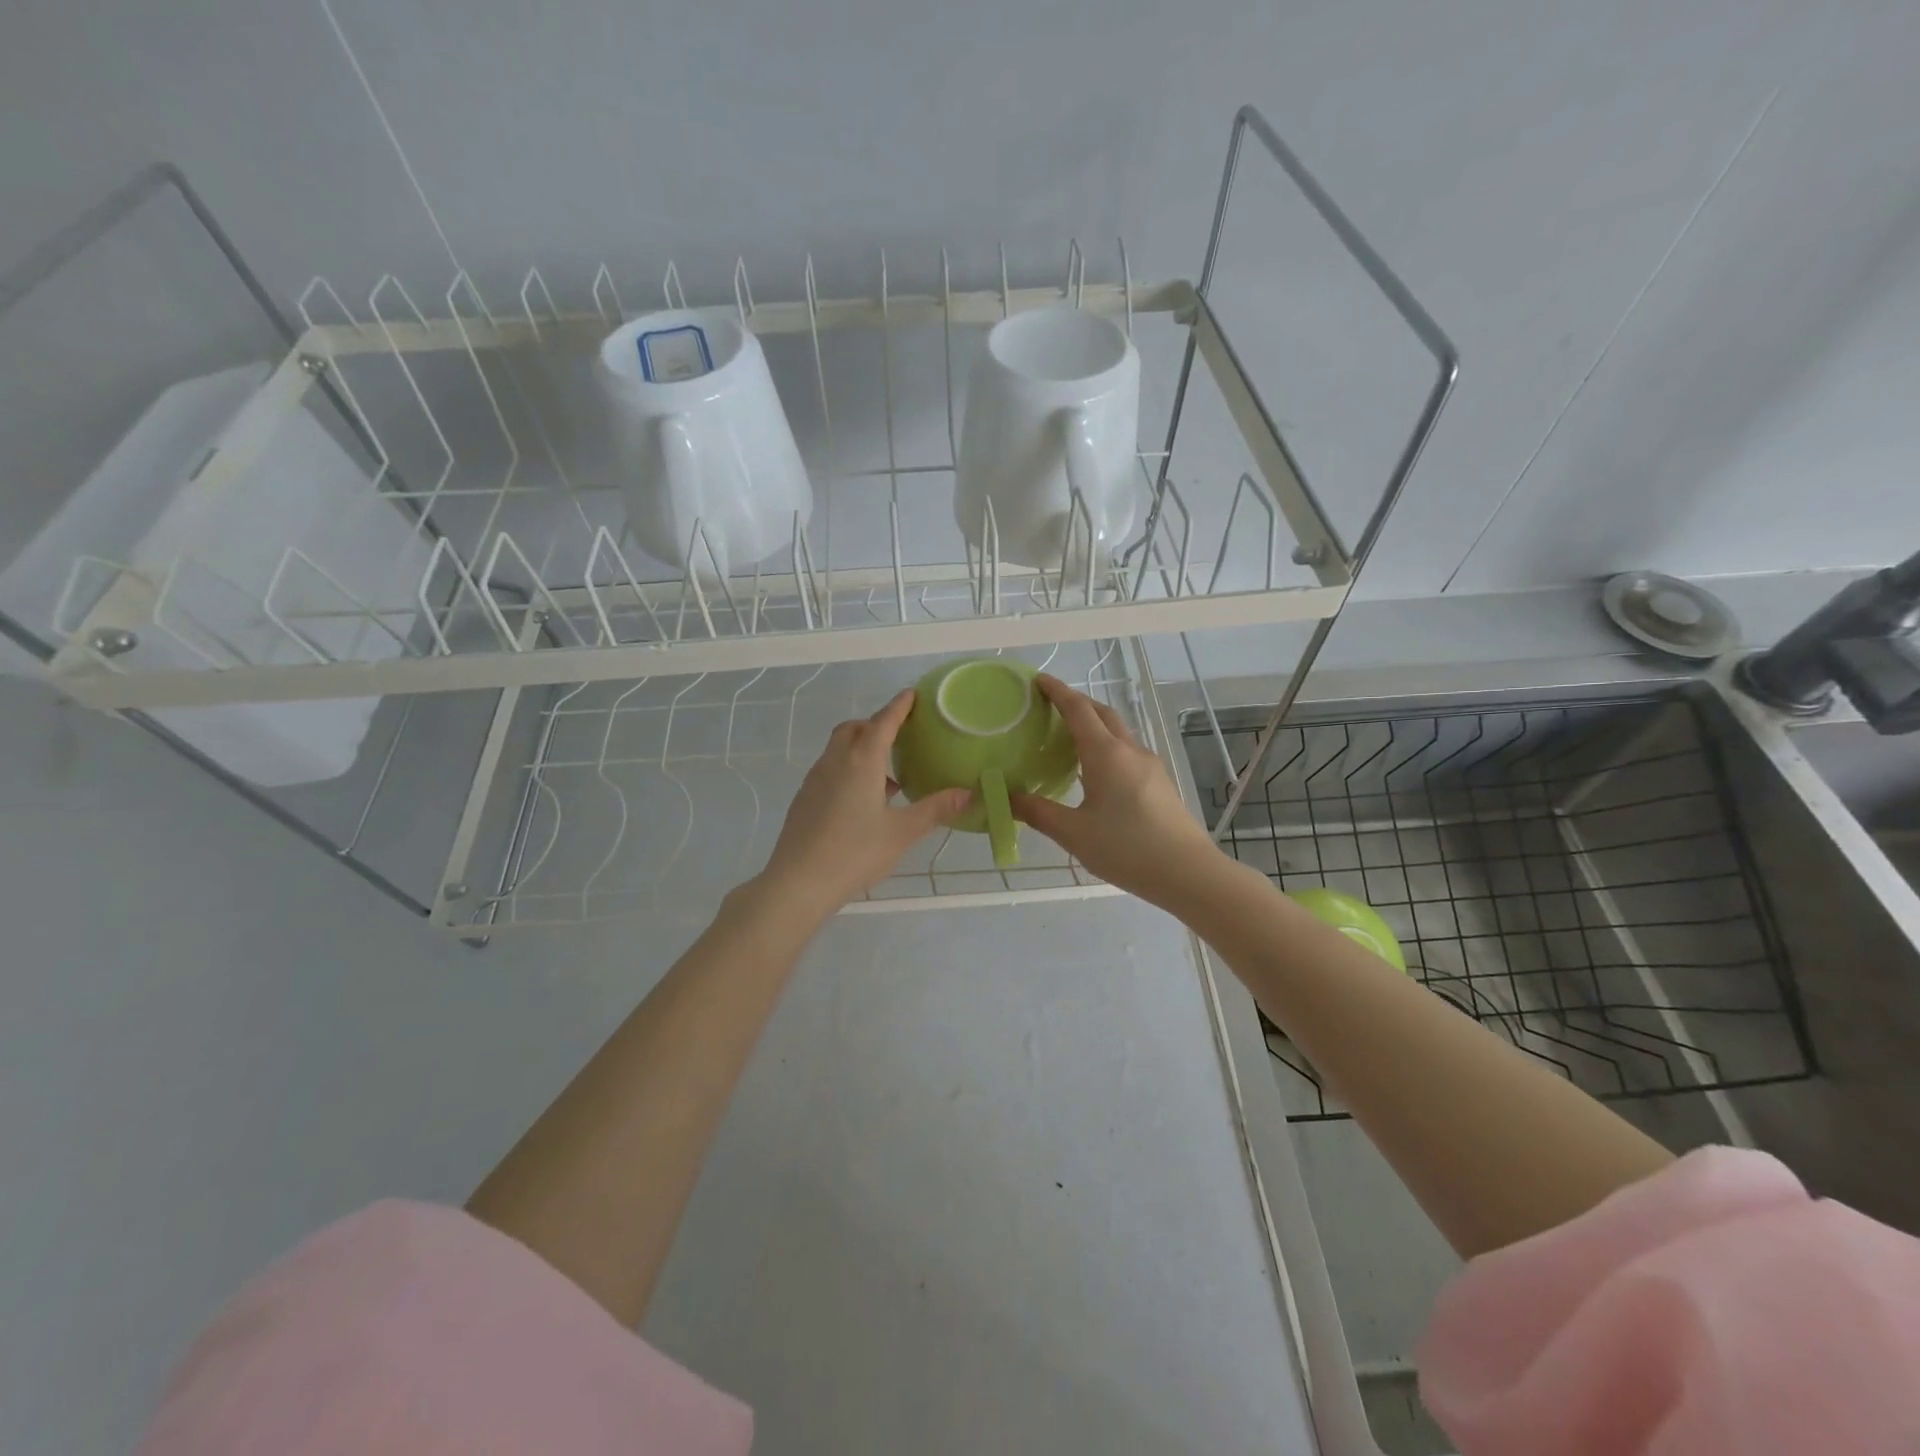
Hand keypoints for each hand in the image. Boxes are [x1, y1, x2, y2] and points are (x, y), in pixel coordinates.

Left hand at [753, 690, 970, 920]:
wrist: (798, 883)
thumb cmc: (855, 852)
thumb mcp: (902, 832)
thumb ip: (935, 809)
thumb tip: (968, 793)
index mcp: (860, 762)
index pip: (882, 722)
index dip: (898, 707)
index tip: (912, 694)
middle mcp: (834, 762)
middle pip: (853, 729)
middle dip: (875, 724)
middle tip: (899, 736)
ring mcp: (814, 780)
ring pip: (838, 750)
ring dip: (861, 749)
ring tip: (887, 777)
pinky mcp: (804, 799)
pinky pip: (829, 770)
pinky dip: (848, 770)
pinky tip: (863, 802)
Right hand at [1010, 674, 1224, 908]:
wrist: (1188, 873)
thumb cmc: (1126, 848)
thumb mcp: (1073, 833)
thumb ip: (1037, 812)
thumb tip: (1006, 796)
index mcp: (1106, 754)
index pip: (1078, 709)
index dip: (1057, 691)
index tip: (1038, 680)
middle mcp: (1130, 751)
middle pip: (1102, 713)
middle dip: (1077, 703)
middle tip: (1050, 706)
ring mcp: (1150, 766)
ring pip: (1118, 732)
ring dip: (1094, 725)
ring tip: (1069, 738)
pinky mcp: (1160, 783)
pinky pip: (1128, 752)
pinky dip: (1107, 746)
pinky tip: (1096, 772)